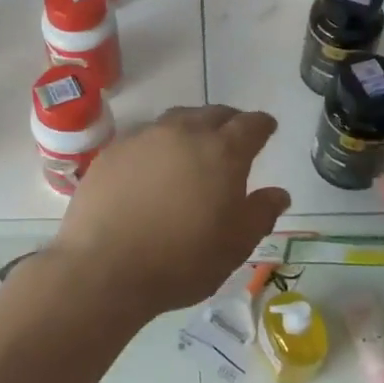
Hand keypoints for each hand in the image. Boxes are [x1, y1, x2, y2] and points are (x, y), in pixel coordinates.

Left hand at [49, 106, 289, 318]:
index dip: (263, 126)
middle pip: (213, 114)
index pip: (251, 124)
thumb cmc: (181, 261)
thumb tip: (278, 193)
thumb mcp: (235, 246)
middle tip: (233, 137)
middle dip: (228, 121)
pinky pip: (143, 137)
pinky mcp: (112, 152)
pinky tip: (153, 166)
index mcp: (222, 152)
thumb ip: (260, 214)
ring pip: (175, 120)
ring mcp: (143, 138)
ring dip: (191, 128)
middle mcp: (183, 133)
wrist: (105, 268)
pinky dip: (157, 145)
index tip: (267, 130)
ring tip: (193, 147)